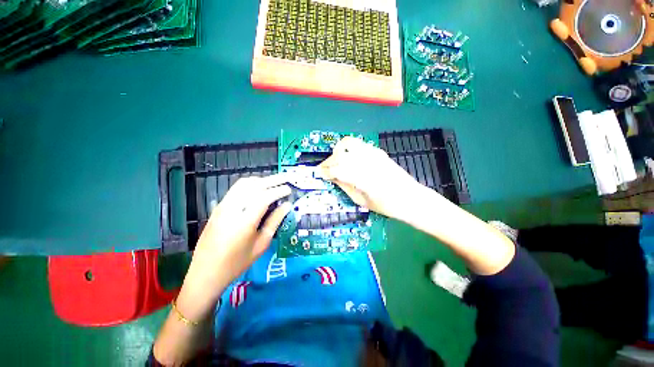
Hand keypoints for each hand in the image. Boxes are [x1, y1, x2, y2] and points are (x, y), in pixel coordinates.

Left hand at [186, 175, 291, 291]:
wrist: (206, 272)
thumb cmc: (237, 262)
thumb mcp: (261, 244)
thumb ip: (275, 222)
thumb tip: (287, 205)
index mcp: (244, 222)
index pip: (264, 197)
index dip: (278, 190)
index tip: (289, 189)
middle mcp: (232, 209)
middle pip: (254, 186)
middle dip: (272, 180)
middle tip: (285, 179)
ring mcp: (222, 206)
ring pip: (243, 184)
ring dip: (261, 180)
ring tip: (274, 182)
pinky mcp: (218, 207)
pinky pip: (236, 189)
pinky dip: (250, 184)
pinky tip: (259, 188)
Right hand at [318, 136, 422, 218]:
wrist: (409, 197)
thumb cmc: (385, 205)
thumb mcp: (361, 200)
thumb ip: (344, 186)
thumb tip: (332, 177)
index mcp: (361, 178)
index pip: (336, 169)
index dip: (325, 171)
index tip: (320, 174)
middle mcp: (366, 162)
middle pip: (339, 155)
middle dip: (329, 162)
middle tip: (326, 170)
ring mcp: (372, 153)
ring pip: (347, 143)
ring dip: (337, 152)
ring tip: (336, 161)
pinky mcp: (377, 151)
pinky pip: (358, 144)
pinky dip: (348, 149)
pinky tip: (349, 158)